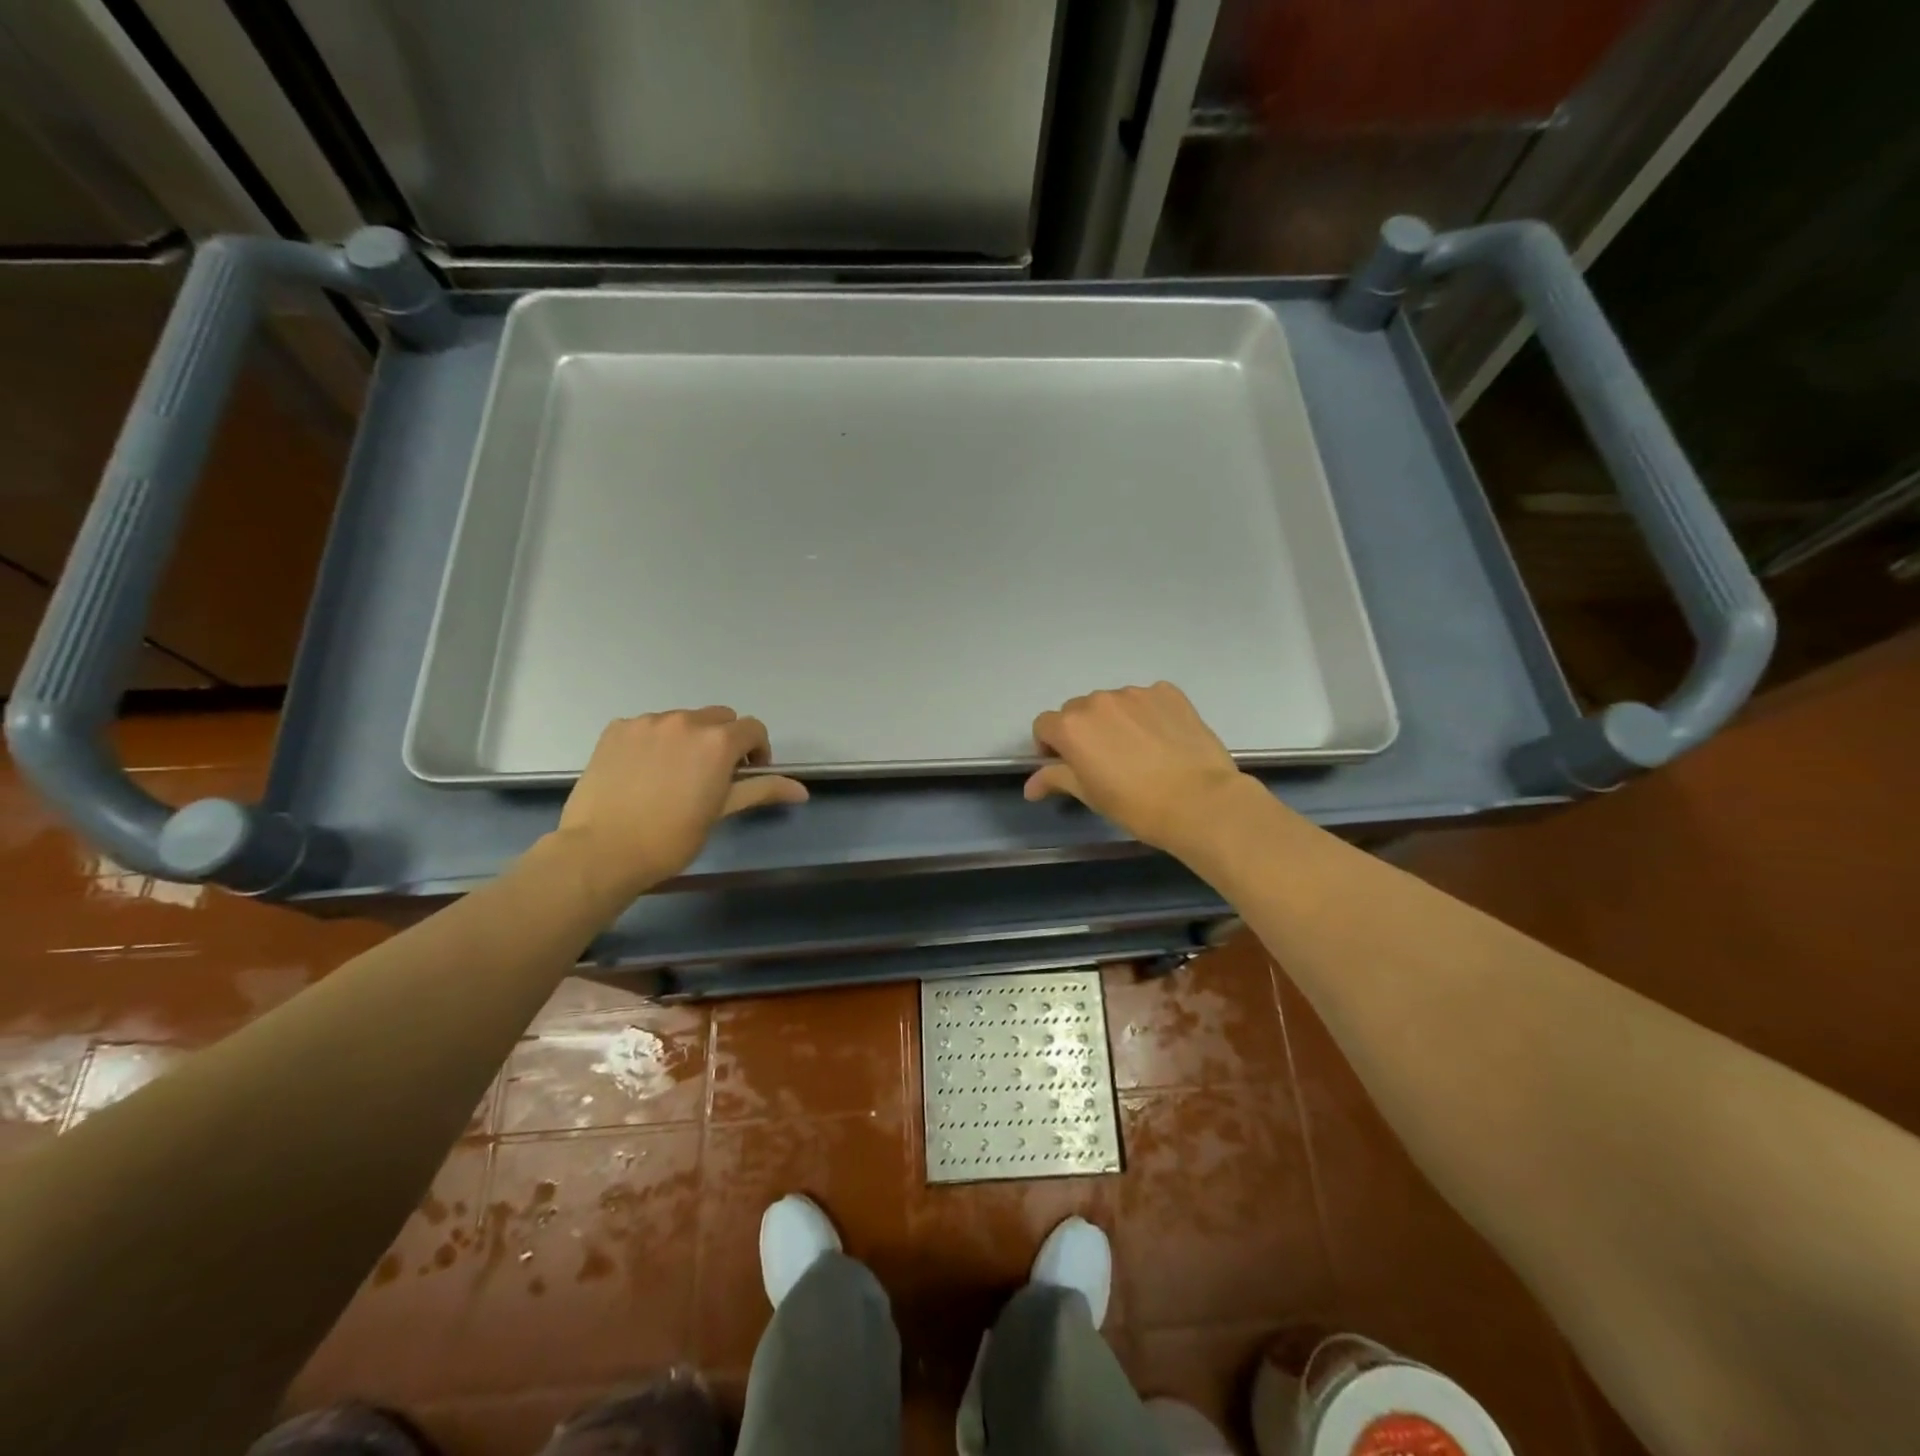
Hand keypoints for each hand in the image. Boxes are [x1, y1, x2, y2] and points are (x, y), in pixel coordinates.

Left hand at [555, 708, 807, 898]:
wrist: (602, 851)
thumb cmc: (671, 838)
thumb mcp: (721, 812)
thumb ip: (761, 790)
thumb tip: (802, 791)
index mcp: (717, 741)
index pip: (753, 728)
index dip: (756, 750)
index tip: (746, 774)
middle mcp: (685, 721)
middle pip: (719, 718)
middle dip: (724, 740)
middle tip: (712, 775)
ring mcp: (647, 722)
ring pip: (682, 720)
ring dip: (688, 739)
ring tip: (674, 774)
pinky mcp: (617, 729)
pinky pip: (648, 726)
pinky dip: (655, 741)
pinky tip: (644, 771)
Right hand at [1025, 682, 1251, 853]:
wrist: (1199, 801)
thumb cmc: (1135, 805)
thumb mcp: (1089, 795)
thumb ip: (1056, 779)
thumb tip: (1030, 786)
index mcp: (1072, 726)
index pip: (1044, 725)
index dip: (1050, 746)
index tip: (1066, 765)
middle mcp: (1098, 701)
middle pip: (1077, 711)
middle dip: (1082, 731)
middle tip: (1103, 761)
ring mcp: (1135, 693)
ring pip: (1112, 703)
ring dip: (1114, 721)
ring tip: (1137, 751)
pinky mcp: (1168, 692)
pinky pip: (1146, 699)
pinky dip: (1146, 713)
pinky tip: (1162, 739)